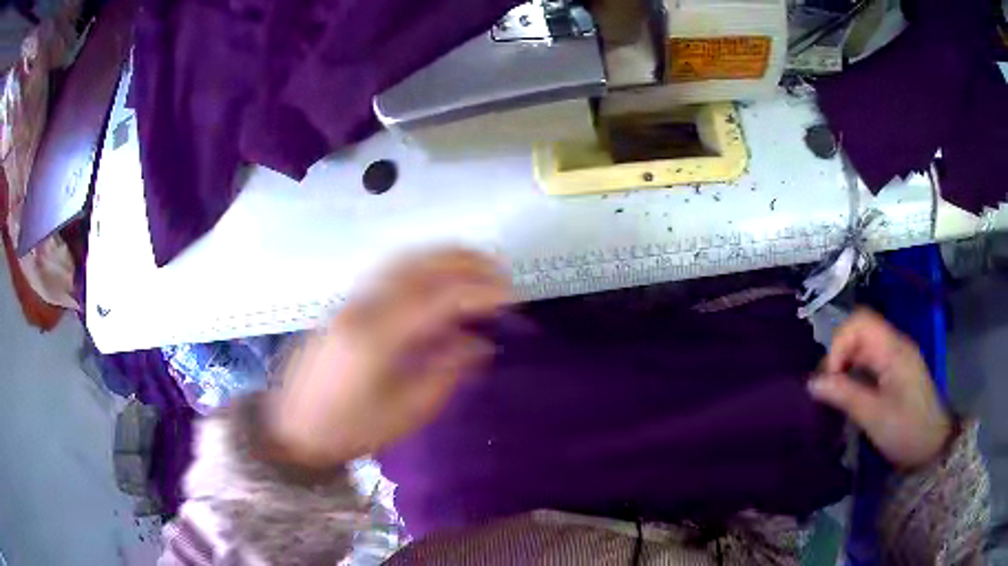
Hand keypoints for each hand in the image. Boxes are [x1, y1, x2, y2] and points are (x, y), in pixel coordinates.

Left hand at [265, 249, 512, 467]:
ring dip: (444, 257)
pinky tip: (438, 278)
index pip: (437, 296)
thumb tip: (478, 344)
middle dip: (465, 262)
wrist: (292, 426)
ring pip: (404, 260)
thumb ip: (444, 373)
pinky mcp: (347, 303)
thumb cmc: (348, 430)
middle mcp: (364, 306)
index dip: (478, 289)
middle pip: (420, 265)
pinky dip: (422, 265)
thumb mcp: (404, 413)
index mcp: (378, 337)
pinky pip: (391, 271)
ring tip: (476, 268)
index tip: (510, 295)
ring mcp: (352, 300)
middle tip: (500, 274)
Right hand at [808, 309, 951, 469]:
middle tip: (829, 391)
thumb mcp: (875, 416)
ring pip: (862, 349)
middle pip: (859, 333)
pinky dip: (854, 376)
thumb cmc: (907, 430)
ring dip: (845, 368)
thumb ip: (845, 395)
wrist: (933, 447)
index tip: (830, 377)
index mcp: (893, 349)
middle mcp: (894, 346)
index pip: (860, 322)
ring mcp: (895, 359)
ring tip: (835, 397)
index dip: (839, 342)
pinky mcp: (895, 373)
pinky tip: (849, 398)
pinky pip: (869, 364)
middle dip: (839, 357)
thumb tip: (812, 383)